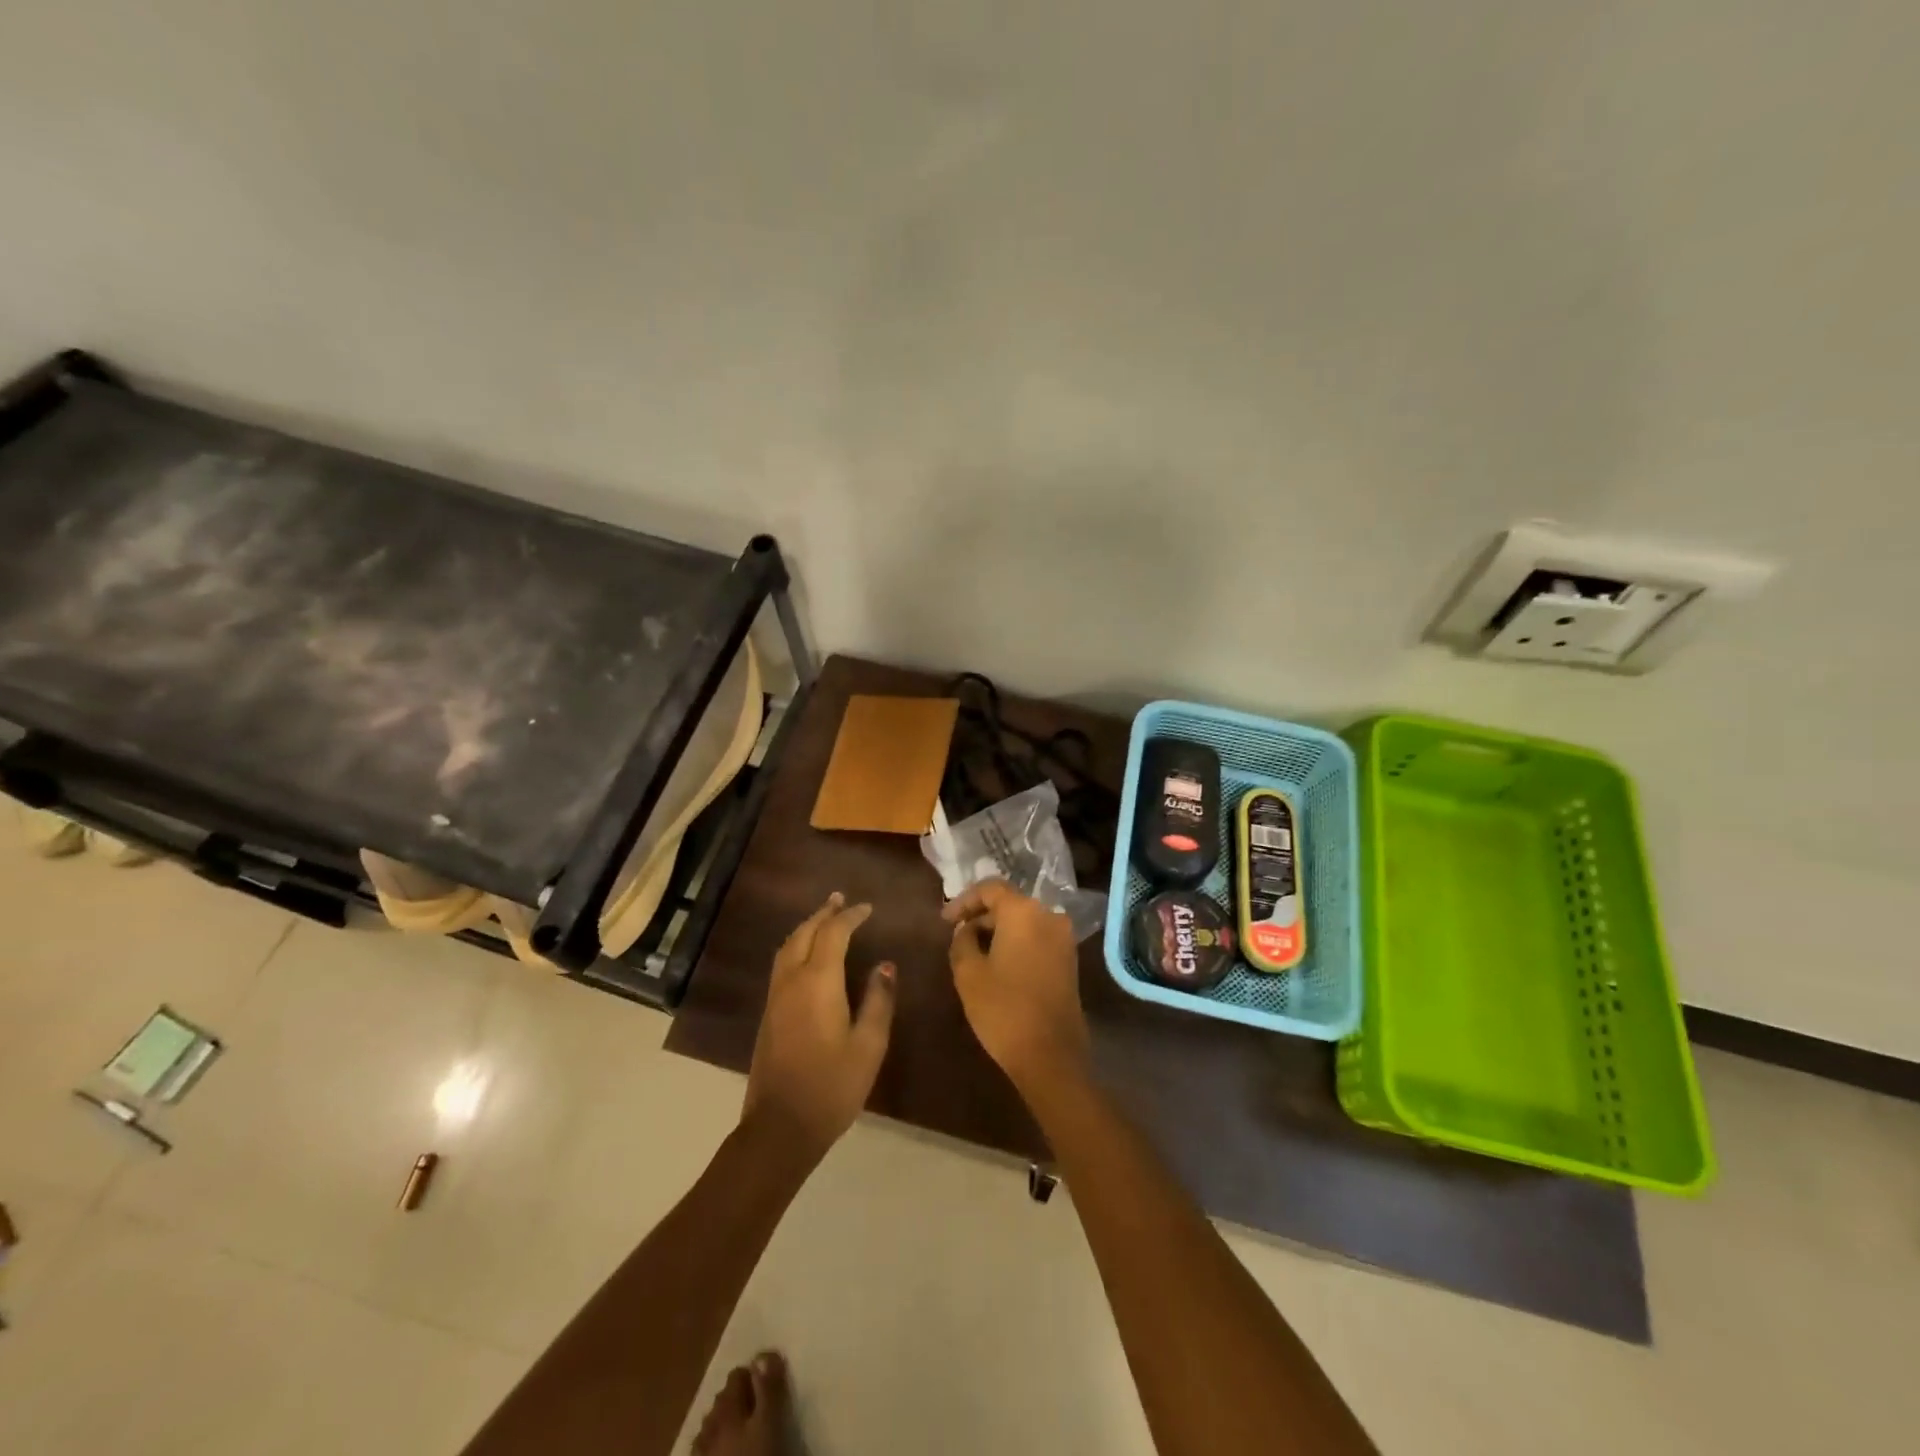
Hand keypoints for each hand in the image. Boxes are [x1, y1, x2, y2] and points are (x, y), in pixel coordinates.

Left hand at [744, 893, 896, 1159]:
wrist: (780, 1127)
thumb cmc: (832, 1086)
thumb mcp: (869, 1045)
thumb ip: (878, 1001)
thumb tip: (884, 966)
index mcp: (818, 982)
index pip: (833, 934)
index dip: (851, 917)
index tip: (868, 908)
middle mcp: (791, 981)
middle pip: (804, 933)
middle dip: (824, 914)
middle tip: (841, 900)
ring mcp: (775, 997)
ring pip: (788, 947)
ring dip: (807, 927)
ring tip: (825, 918)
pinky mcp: (769, 1014)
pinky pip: (782, 963)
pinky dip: (796, 946)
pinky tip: (807, 955)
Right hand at [944, 880, 1089, 1095]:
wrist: (1051, 1056)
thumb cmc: (1004, 1009)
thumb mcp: (968, 973)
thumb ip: (962, 941)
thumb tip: (967, 930)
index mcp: (1024, 911)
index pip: (990, 889)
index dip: (964, 901)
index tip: (944, 921)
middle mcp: (1049, 915)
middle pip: (1009, 903)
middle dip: (981, 916)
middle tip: (956, 935)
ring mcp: (1064, 938)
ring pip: (1024, 921)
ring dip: (998, 930)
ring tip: (972, 951)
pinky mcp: (1069, 960)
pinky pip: (1037, 938)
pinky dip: (1015, 943)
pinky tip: (997, 963)